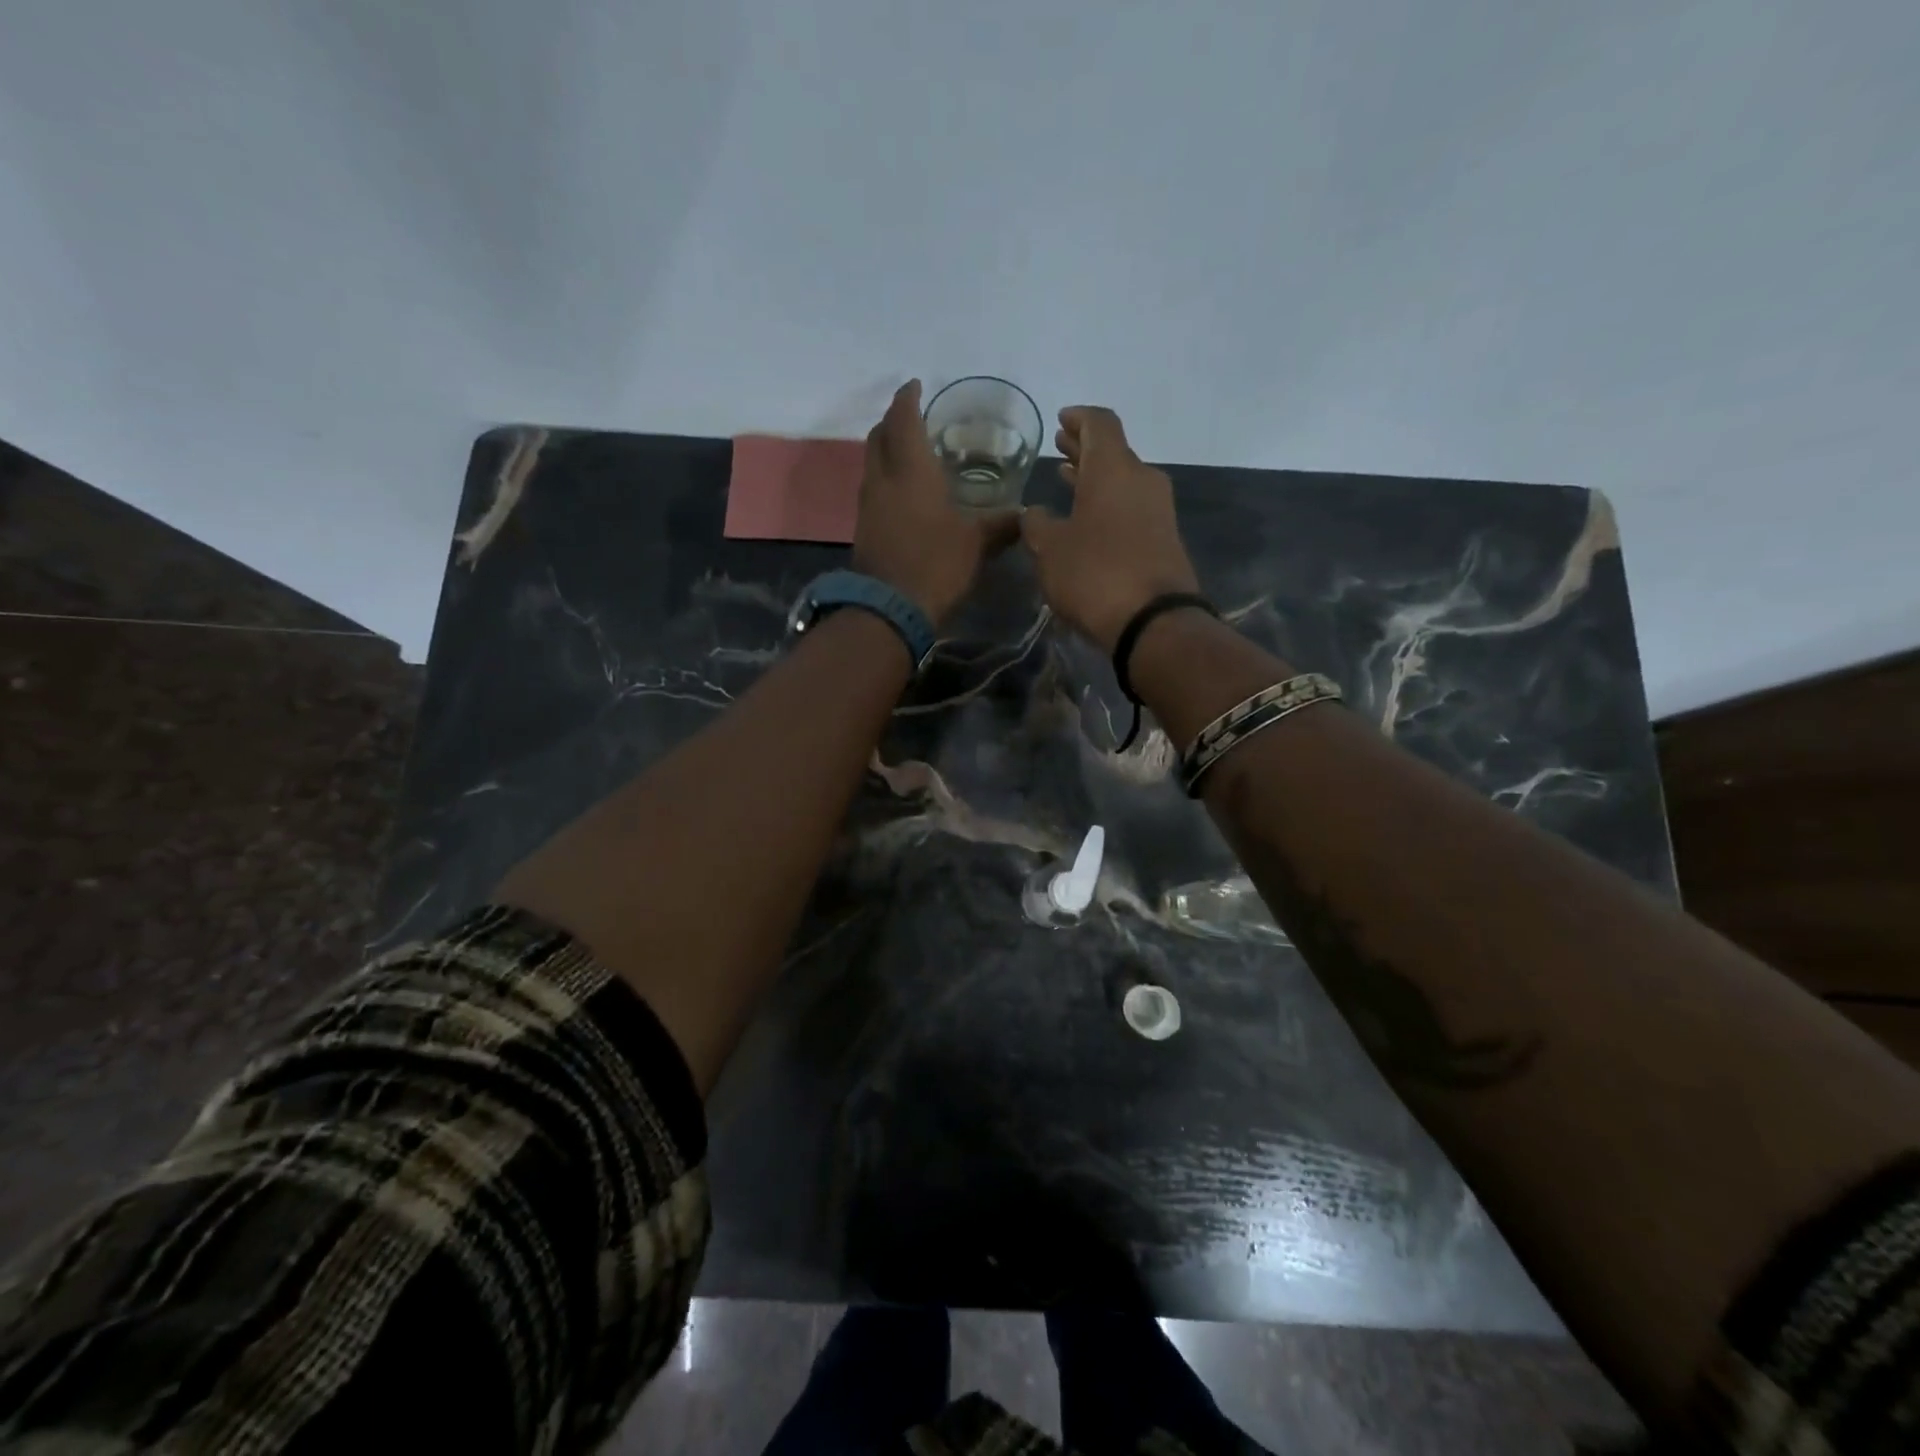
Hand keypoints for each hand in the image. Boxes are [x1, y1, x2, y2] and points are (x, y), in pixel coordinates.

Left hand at [852, 380, 1019, 626]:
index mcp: (911, 470)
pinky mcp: (864, 528)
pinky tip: (903, 493)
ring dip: (886, 450)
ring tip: (909, 452)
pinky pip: (873, 489)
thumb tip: (1025, 516)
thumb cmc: (936, 564)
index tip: (916, 385)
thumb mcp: (976, 543)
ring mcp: (868, 504)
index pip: (904, 419)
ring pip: (872, 462)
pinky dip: (885, 478)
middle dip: (893, 420)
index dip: (908, 398)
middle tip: (912, 417)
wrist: (889, 608)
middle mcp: (883, 479)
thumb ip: (1001, 525)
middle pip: (879, 435)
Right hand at [1021, 406, 1199, 651]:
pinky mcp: (1164, 538)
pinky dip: (1108, 503)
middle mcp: (1141, 479)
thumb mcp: (1049, 549)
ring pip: (1122, 480)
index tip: (1061, 420)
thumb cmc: (1094, 574)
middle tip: (1059, 447)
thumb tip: (1034, 513)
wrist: (1153, 620)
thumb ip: (1036, 524)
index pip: (1099, 423)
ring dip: (1095, 478)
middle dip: (1084, 448)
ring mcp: (1158, 509)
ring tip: (1067, 479)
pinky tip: (1087, 519)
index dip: (1078, 418)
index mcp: (1113, 468)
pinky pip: (1131, 507)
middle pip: (1113, 451)